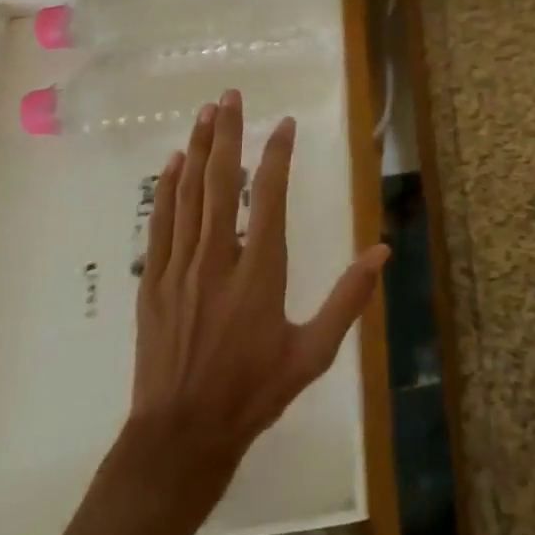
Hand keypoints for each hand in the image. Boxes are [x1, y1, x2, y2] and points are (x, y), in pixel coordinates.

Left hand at [123, 89, 388, 507]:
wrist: (181, 437)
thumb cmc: (253, 392)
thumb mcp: (313, 353)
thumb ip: (348, 299)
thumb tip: (382, 251)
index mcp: (259, 273)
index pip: (270, 198)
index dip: (278, 156)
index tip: (284, 124)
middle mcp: (217, 260)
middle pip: (222, 184)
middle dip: (227, 135)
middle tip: (231, 97)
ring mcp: (179, 269)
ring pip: (188, 196)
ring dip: (198, 150)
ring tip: (205, 114)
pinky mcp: (153, 284)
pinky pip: (161, 225)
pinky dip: (168, 189)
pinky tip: (174, 163)